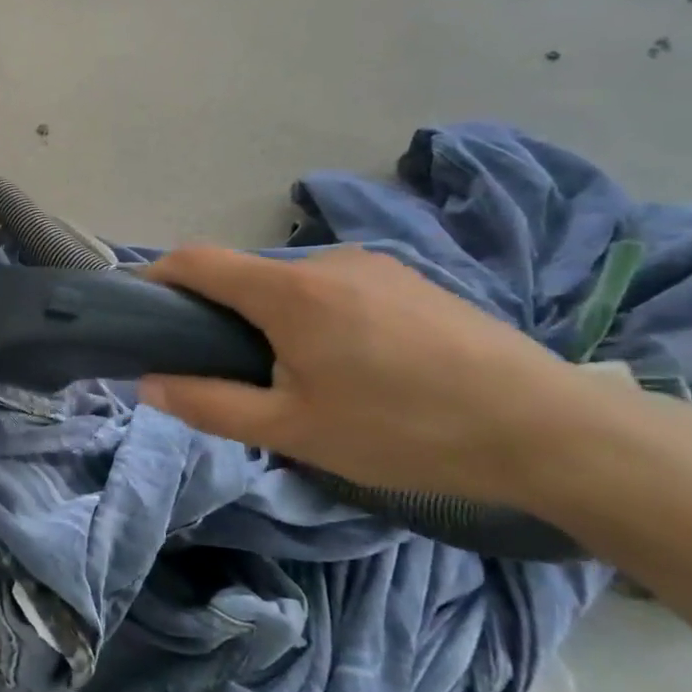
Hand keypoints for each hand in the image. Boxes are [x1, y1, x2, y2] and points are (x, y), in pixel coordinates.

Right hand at [140, 246, 607, 505]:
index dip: (159, 276)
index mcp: (288, 291)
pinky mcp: (410, 279)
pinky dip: (317, 316)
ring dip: (274, 318)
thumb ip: (211, 405)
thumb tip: (148, 384)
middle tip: (232, 372)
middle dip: (222, 313)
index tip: (143, 309)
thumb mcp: (295, 431)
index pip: (198, 260)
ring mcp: (373, 264)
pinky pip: (337, 288)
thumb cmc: (404, 429)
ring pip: (294, 284)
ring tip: (301, 378)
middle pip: (246, 275)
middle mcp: (325, 261)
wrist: (548, 427)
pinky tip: (355, 366)